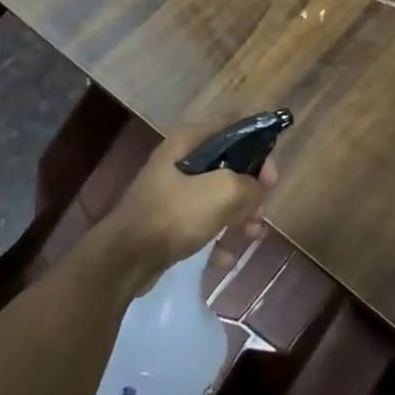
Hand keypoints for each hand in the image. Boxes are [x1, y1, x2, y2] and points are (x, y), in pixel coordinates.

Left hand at [99, 127, 277, 289]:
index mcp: (188, 142)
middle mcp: (180, 162)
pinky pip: (202, 224)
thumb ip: (249, 185)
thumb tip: (256, 190)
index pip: (233, 134)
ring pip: (217, 200)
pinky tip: (222, 259)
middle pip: (228, 170)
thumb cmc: (174, 214)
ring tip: (248, 238)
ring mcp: (172, 194)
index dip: (257, 152)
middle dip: (248, 194)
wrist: (124, 260)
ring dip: (238, 219)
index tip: (270, 180)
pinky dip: (216, 239)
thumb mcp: (221, 192)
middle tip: (259, 216)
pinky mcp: (168, 223)